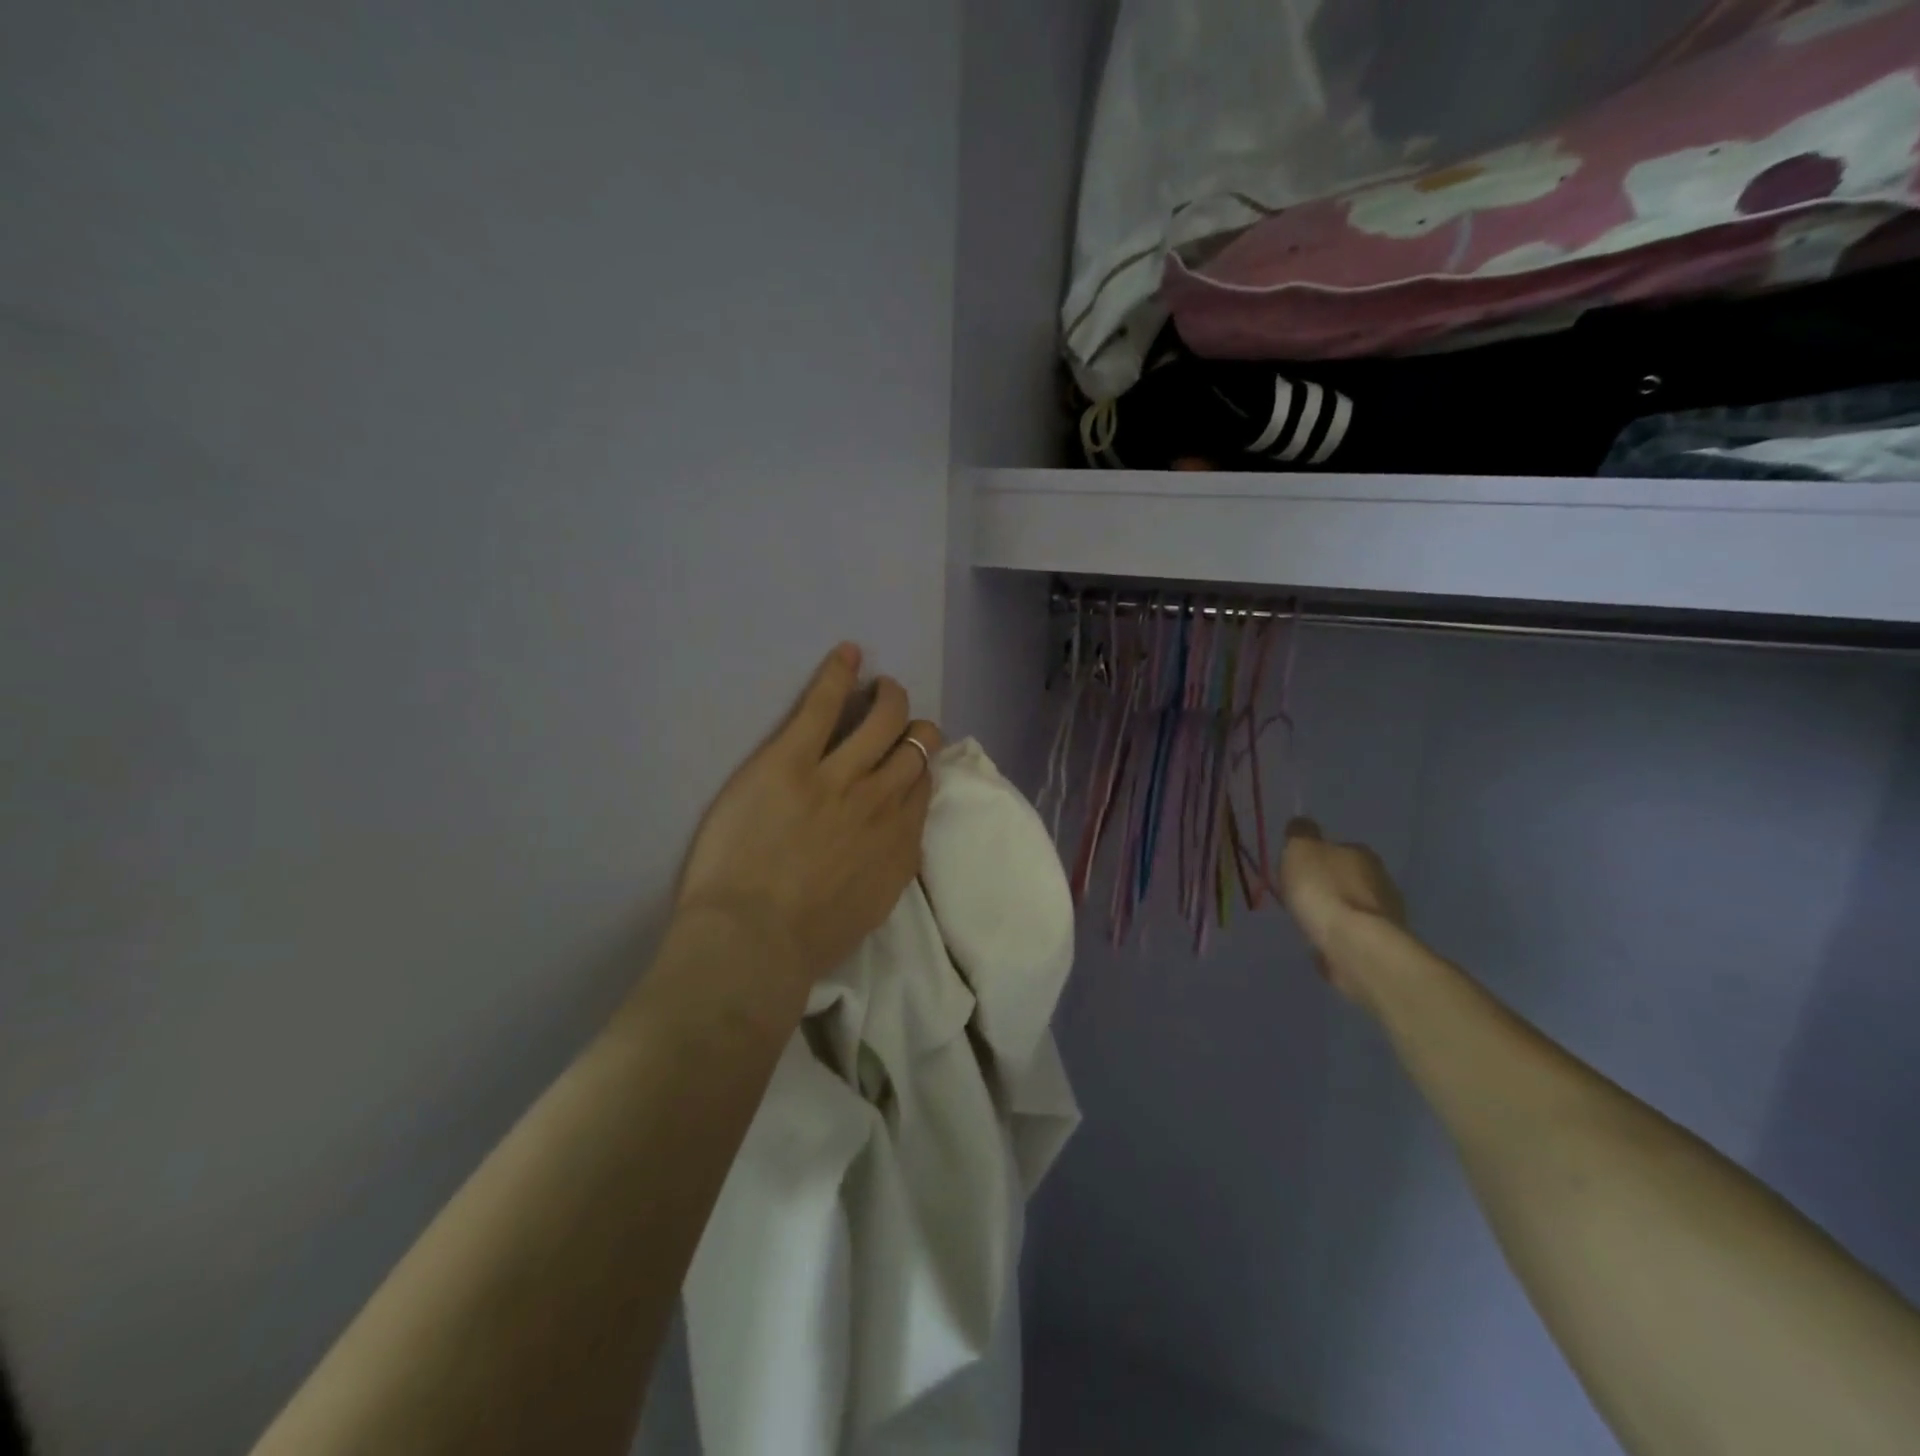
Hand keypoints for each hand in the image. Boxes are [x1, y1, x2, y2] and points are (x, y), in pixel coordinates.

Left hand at [674, 644, 942, 989]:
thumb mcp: (872, 908)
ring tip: (882, 686)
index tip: (906, 763)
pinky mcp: (793, 759)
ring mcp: (840, 775)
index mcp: (901, 842)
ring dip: (888, 697)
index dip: (918, 766)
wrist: (754, 942)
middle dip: (914, 727)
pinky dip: (839, 674)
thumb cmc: (807, 941)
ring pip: (884, 718)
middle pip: (915, 745)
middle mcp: (883, 800)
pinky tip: (848, 653)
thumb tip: (895, 837)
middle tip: (898, 720)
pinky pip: (823, 705)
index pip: (924, 785)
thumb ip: (891, 865)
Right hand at [1278, 818, 1405, 1003]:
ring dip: (1336, 910)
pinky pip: (1354, 931)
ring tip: (1312, 920)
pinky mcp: (1382, 943)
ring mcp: (1386, 913)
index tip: (1299, 869)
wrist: (1354, 945)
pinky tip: (1325, 939)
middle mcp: (1380, 878)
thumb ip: (1300, 834)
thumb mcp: (1300, 850)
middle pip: (1348, 876)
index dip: (1316, 857)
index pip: (1337, 847)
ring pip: (1353, 905)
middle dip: (1328, 883)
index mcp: (1361, 853)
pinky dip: (1341, 932)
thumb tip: (1302, 823)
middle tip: (1304, 894)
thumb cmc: (1323, 890)